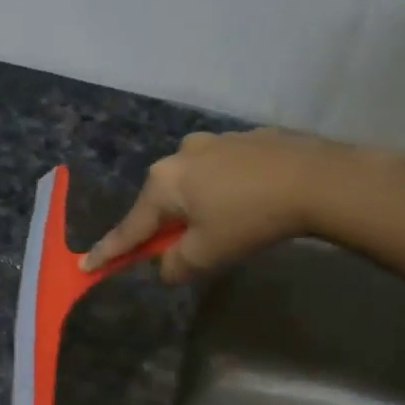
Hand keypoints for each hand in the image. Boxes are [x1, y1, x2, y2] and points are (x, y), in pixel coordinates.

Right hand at [83, 130, 402, 283]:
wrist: (319, 179)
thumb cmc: (251, 219)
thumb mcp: (207, 254)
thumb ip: (175, 265)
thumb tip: (166, 266)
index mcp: (163, 184)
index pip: (130, 228)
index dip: (109, 252)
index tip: (85, 265)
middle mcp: (180, 155)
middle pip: (161, 201)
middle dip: (165, 225)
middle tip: (181, 247)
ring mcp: (214, 141)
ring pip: (191, 182)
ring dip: (196, 203)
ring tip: (225, 221)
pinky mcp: (246, 138)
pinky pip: (221, 169)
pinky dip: (224, 187)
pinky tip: (249, 199)